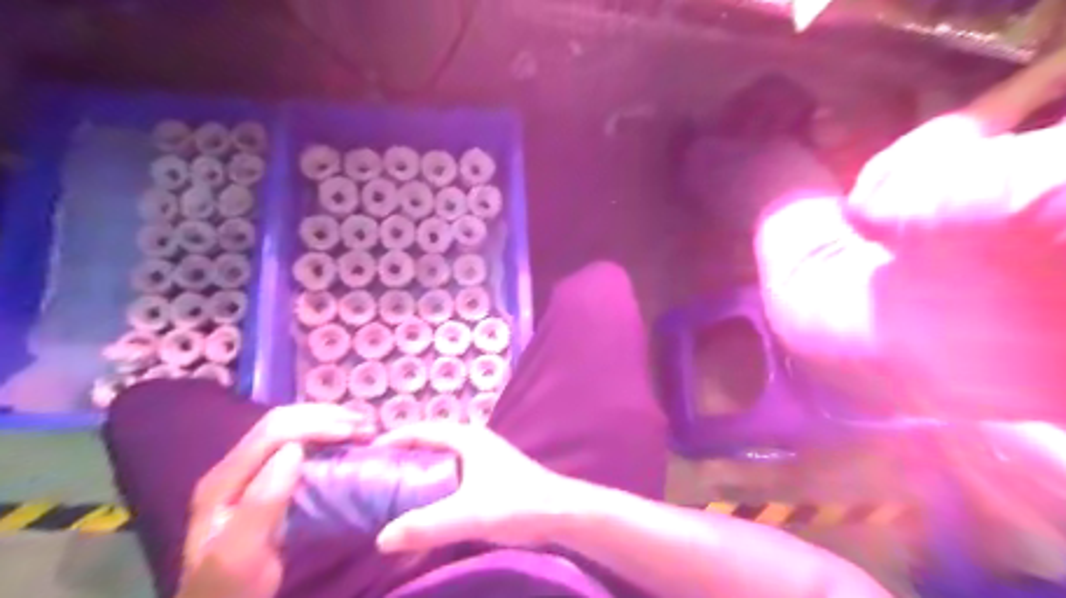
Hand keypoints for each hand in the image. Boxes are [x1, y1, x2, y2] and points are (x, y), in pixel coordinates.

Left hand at [176, 402, 370, 597]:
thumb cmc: (233, 585)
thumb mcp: (242, 554)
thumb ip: (262, 503)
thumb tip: (295, 450)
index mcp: (224, 480)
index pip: (274, 432)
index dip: (318, 425)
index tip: (358, 434)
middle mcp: (235, 465)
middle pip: (283, 420)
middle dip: (328, 416)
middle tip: (368, 426)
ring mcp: (250, 469)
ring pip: (291, 425)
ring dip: (330, 420)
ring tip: (363, 428)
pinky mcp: (266, 475)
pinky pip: (298, 440)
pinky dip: (326, 432)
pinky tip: (346, 438)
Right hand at [372, 424, 574, 552]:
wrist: (559, 513)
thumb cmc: (516, 503)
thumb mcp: (468, 514)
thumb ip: (426, 526)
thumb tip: (381, 538)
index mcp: (466, 438)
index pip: (420, 430)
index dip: (392, 440)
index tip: (364, 455)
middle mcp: (471, 443)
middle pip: (427, 445)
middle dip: (400, 460)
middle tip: (371, 480)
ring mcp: (481, 461)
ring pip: (438, 463)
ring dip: (415, 476)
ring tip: (389, 496)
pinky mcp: (487, 478)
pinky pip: (449, 479)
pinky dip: (432, 490)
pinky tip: (422, 511)